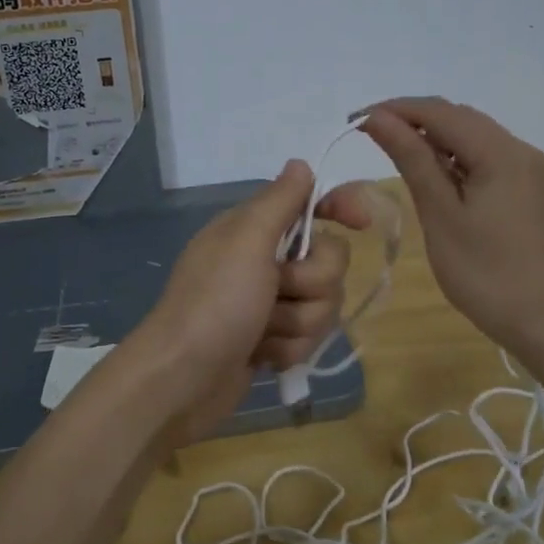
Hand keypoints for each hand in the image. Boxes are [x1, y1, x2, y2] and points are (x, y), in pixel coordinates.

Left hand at [132, 161, 371, 439]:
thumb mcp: (246, 240)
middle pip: (329, 261)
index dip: (340, 207)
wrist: (183, 379)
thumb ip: (279, 201)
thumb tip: (300, 163)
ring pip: (323, 304)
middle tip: (276, 293)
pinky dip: (288, 349)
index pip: (311, 203)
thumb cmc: (215, 303)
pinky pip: (308, 338)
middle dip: (310, 284)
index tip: (361, 222)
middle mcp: (264, 260)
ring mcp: (269, 303)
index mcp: (255, 228)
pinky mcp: (272, 339)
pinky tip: (261, 356)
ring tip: (262, 332)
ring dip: (297, 323)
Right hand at [361, 97, 543, 352]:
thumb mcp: (440, 214)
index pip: (440, 112)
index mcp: (500, 152)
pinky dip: (463, 162)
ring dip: (440, 141)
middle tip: (373, 138)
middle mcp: (523, 151)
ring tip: (403, 158)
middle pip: (463, 120)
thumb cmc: (484, 272)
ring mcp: (536, 173)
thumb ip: (412, 159)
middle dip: (416, 121)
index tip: (356, 120)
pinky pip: (495, 162)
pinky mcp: (539, 194)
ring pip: (480, 141)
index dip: (396, 109)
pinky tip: (445, 183)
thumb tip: (378, 118)